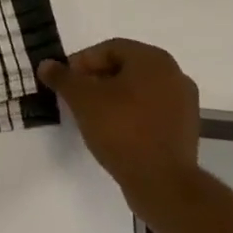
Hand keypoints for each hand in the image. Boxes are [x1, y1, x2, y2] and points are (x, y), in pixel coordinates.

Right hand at [37, 39, 201, 225]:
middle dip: (96, 79)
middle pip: (125, 68)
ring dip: (113, 97)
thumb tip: (46, 64)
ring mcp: (184, 103)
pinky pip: (151, 111)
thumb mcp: (82, 100)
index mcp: (153, 59)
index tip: (65, 81)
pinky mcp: (186, 128)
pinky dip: (131, 114)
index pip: (109, 49)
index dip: (81, 62)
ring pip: (138, 90)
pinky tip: (114, 131)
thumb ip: (62, 78)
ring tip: (92, 115)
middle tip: (75, 97)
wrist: (162, 183)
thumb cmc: (121, 130)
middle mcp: (174, 74)